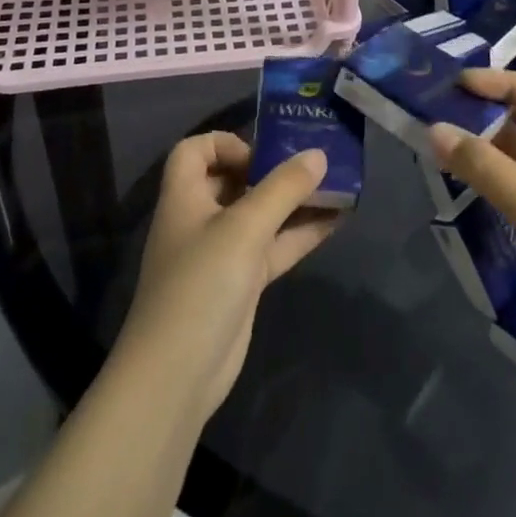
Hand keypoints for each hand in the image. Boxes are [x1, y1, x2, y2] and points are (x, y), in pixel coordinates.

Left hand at [114, 132, 340, 427]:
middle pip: (233, 180)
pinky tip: (336, 222)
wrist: (178, 373)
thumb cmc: (202, 283)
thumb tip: (318, 154)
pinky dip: (300, 234)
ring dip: (294, 201)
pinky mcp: (241, 283)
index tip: (263, 153)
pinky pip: (273, 247)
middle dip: (272, 169)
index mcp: (185, 197)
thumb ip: (283, 188)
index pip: (194, 151)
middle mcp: (200, 219)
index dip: (226, 143)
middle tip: (313, 162)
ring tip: (337, 186)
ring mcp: (221, 253)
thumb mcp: (244, 227)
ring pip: (260, 215)